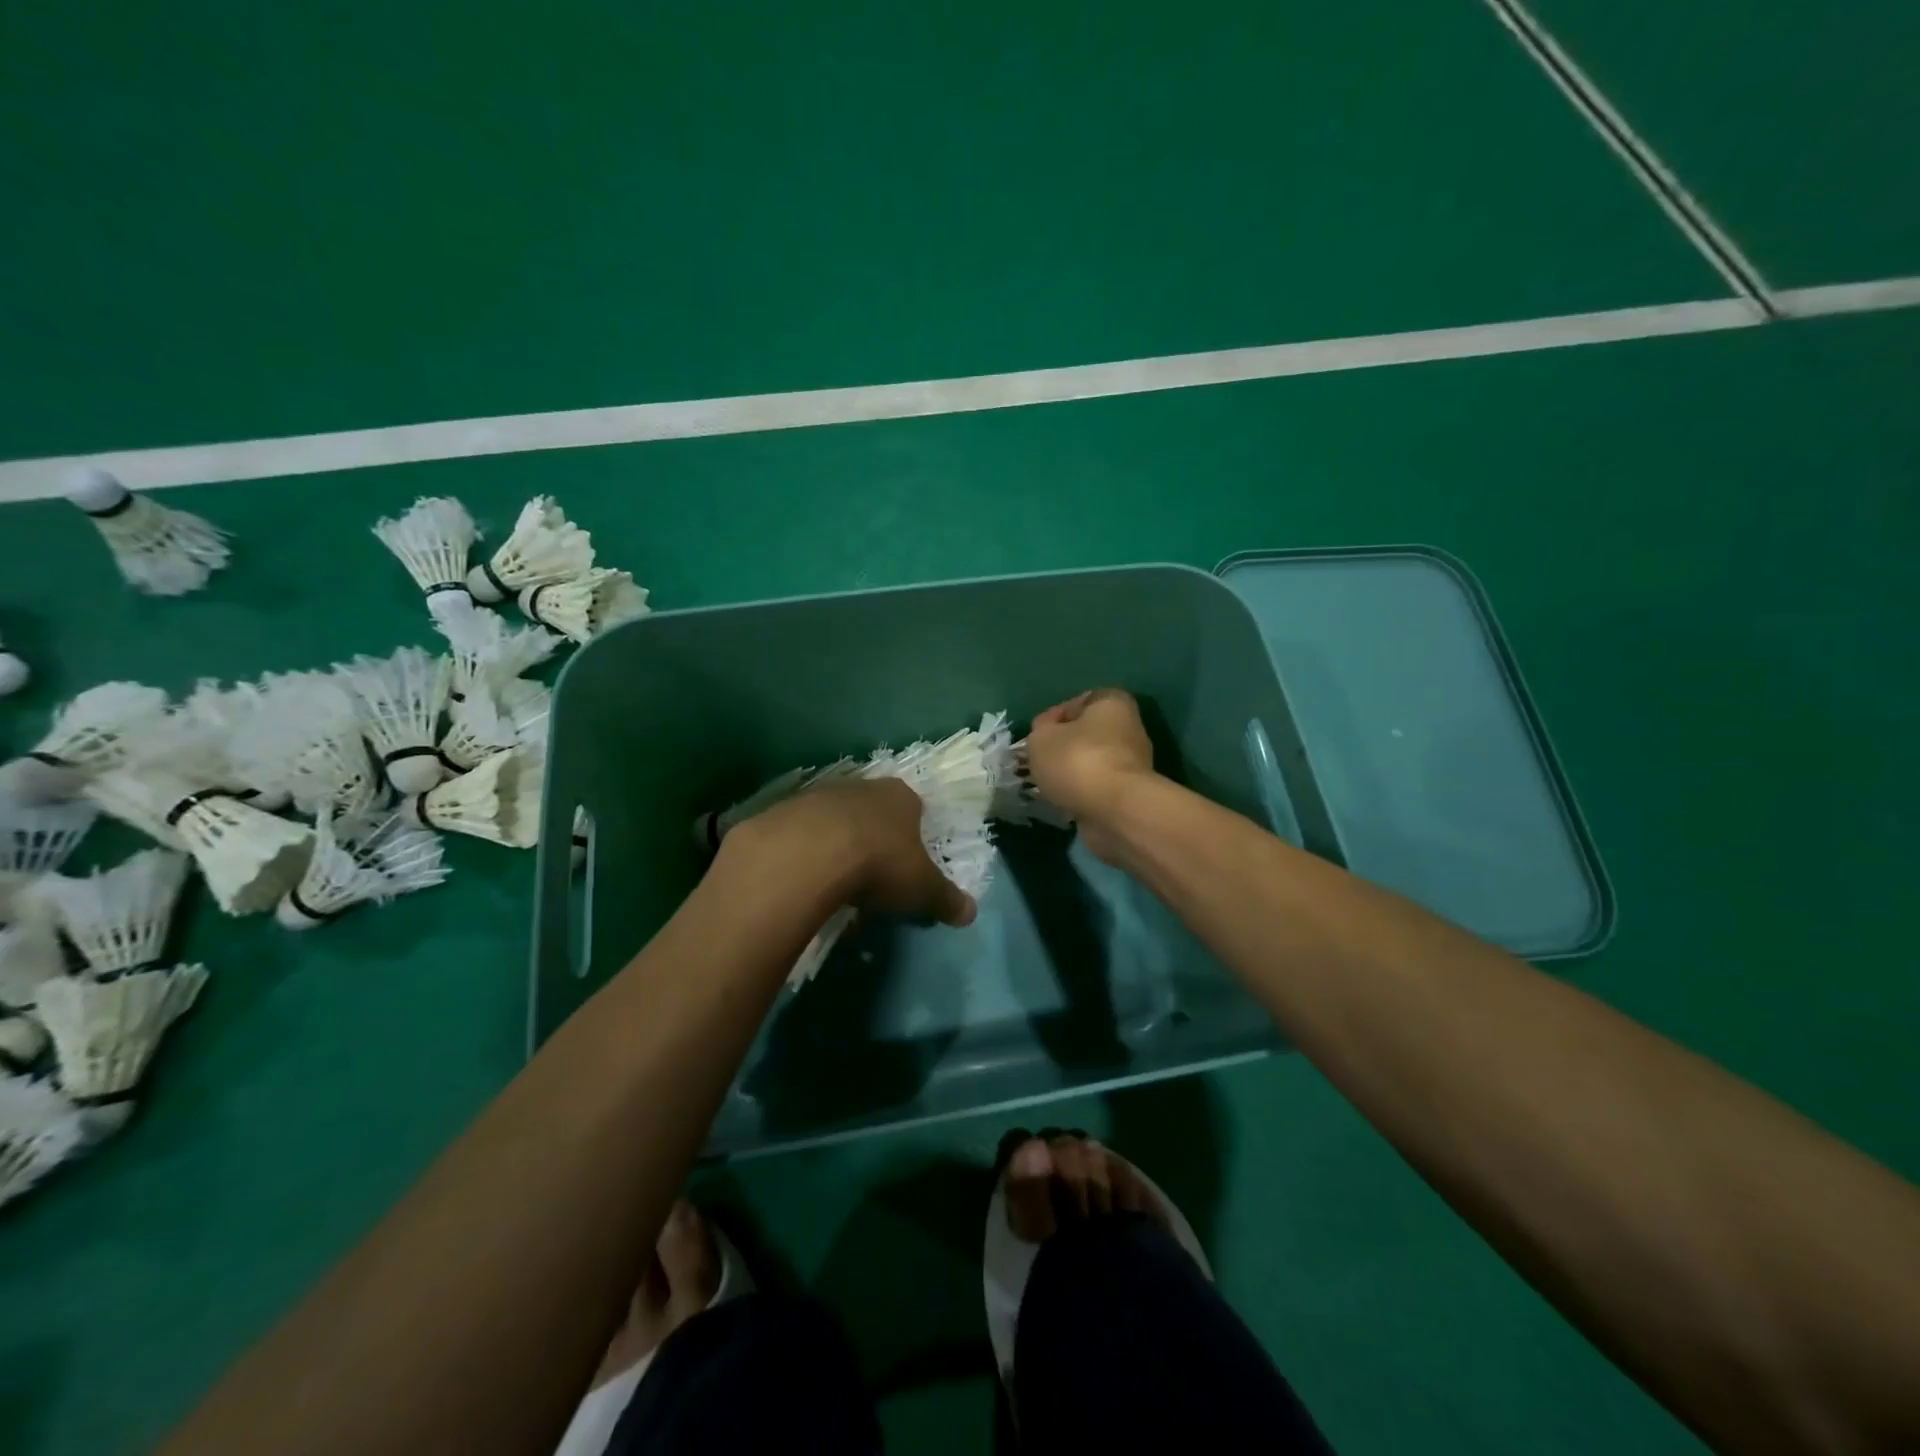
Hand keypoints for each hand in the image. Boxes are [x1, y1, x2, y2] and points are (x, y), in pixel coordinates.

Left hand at [735, 778, 976, 927]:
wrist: (807, 854)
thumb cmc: (880, 863)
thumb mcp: (922, 888)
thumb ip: (946, 899)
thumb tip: (971, 914)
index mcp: (901, 797)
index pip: (915, 810)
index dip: (914, 839)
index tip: (909, 868)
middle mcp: (862, 788)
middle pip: (873, 814)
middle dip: (875, 843)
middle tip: (875, 882)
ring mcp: (820, 796)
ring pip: (836, 823)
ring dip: (838, 849)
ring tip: (838, 889)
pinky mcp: (783, 812)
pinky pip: (802, 837)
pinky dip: (806, 857)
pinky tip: (806, 884)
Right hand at [1025, 689, 1156, 857]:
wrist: (1115, 812)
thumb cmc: (1077, 761)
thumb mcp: (1040, 738)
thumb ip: (1039, 732)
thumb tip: (1046, 738)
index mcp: (1111, 702)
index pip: (1076, 702)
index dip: (1051, 719)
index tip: (1035, 737)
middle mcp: (1128, 728)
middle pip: (1085, 735)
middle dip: (1061, 749)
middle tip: (1037, 763)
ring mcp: (1132, 763)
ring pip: (1090, 763)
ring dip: (1069, 774)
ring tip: (1045, 787)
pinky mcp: (1129, 793)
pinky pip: (1096, 788)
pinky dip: (1080, 794)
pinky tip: (1061, 803)